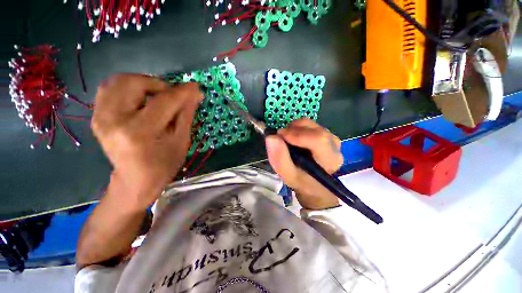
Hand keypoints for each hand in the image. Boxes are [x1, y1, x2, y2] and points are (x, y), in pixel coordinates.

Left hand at [91, 74, 201, 209]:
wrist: (135, 180)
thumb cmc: (163, 165)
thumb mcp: (181, 141)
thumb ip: (186, 114)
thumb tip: (194, 94)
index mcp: (139, 132)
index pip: (164, 101)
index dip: (182, 92)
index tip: (195, 87)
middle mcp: (114, 121)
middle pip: (135, 83)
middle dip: (159, 84)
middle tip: (172, 95)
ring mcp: (100, 117)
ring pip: (119, 81)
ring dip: (143, 83)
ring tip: (156, 95)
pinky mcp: (96, 116)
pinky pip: (109, 88)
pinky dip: (128, 87)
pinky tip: (140, 99)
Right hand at [265, 119, 343, 209]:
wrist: (312, 183)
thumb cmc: (301, 181)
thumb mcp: (288, 175)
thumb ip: (280, 158)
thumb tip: (271, 137)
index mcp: (330, 159)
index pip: (318, 140)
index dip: (297, 134)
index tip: (279, 136)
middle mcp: (335, 146)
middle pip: (315, 129)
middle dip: (293, 129)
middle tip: (280, 137)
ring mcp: (331, 138)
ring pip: (312, 124)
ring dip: (295, 128)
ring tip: (287, 139)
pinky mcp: (326, 134)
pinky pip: (310, 125)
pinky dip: (298, 128)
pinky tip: (294, 138)